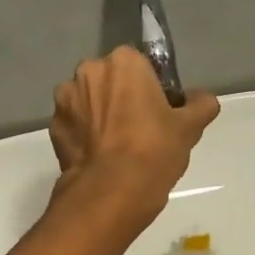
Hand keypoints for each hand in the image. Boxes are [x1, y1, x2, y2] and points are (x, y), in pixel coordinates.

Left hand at [48, 47, 218, 241]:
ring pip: (89, 102)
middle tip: (141, 131)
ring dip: (100, 116)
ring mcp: (65, 100)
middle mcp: (88, 71)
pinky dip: (85, 136)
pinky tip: (100, 158)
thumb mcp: (190, 128)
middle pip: (111, 81)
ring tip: (117, 148)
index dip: (152, 89)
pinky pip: (75, 126)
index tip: (160, 113)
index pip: (141, 66)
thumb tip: (201, 98)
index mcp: (124, 62)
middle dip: (121, 98)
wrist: (111, 192)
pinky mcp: (53, 128)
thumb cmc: (154, 150)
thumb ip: (200, 105)